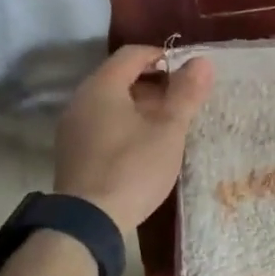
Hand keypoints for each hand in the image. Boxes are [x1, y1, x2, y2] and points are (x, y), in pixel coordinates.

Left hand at [55, 46, 213, 229]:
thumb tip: (203, 61)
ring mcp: (72, 127)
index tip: (187, 74)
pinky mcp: (72, 151)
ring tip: (167, 125)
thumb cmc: (133, 168)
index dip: (162, 57)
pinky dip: (124, 123)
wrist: (88, 221)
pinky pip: (101, 123)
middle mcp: (80, 100)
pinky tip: (143, 146)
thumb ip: (186, 94)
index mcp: (102, 87)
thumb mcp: (169, 130)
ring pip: (110, 102)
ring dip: (140, 105)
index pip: (133, 54)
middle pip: (119, 77)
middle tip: (182, 101)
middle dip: (154, 83)